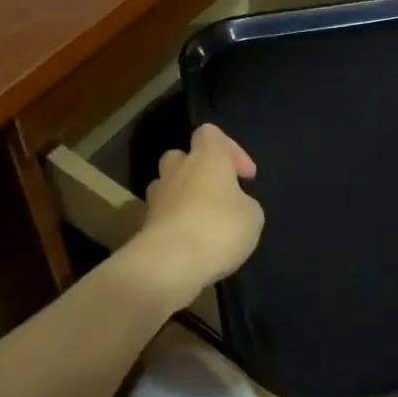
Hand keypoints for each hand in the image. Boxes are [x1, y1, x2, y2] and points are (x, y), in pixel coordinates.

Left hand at [121, 124, 263, 309]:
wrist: (170, 263)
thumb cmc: (219, 228)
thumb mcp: (252, 216)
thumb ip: (243, 202)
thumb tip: (232, 204)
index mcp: (206, 157)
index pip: (210, 133)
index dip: (230, 150)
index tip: (245, 176)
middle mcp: (177, 169)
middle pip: (181, 156)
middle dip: (198, 171)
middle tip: (217, 193)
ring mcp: (157, 197)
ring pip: (168, 185)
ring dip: (183, 197)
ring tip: (202, 220)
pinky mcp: (145, 224)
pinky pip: (163, 215)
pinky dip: (175, 223)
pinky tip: (192, 243)